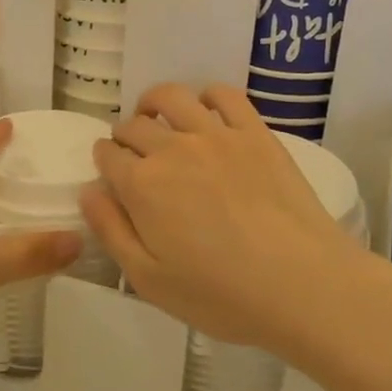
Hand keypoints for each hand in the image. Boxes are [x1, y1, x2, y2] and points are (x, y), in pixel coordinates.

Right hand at [82, 84, 375, 354]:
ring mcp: (216, 135)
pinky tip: (205, 111)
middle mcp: (172, 149)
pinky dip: (207, 95)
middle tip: (135, 156)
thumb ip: (111, 232)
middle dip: (125, 137)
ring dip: (154, 103)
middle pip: (134, 126)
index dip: (104, 162)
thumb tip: (89, 191)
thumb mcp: (149, 281)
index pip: (107, 155)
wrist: (302, 286)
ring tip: (157, 117)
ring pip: (171, 97)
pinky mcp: (255, 133)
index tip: (112, 175)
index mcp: (141, 185)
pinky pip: (224, 95)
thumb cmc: (221, 295)